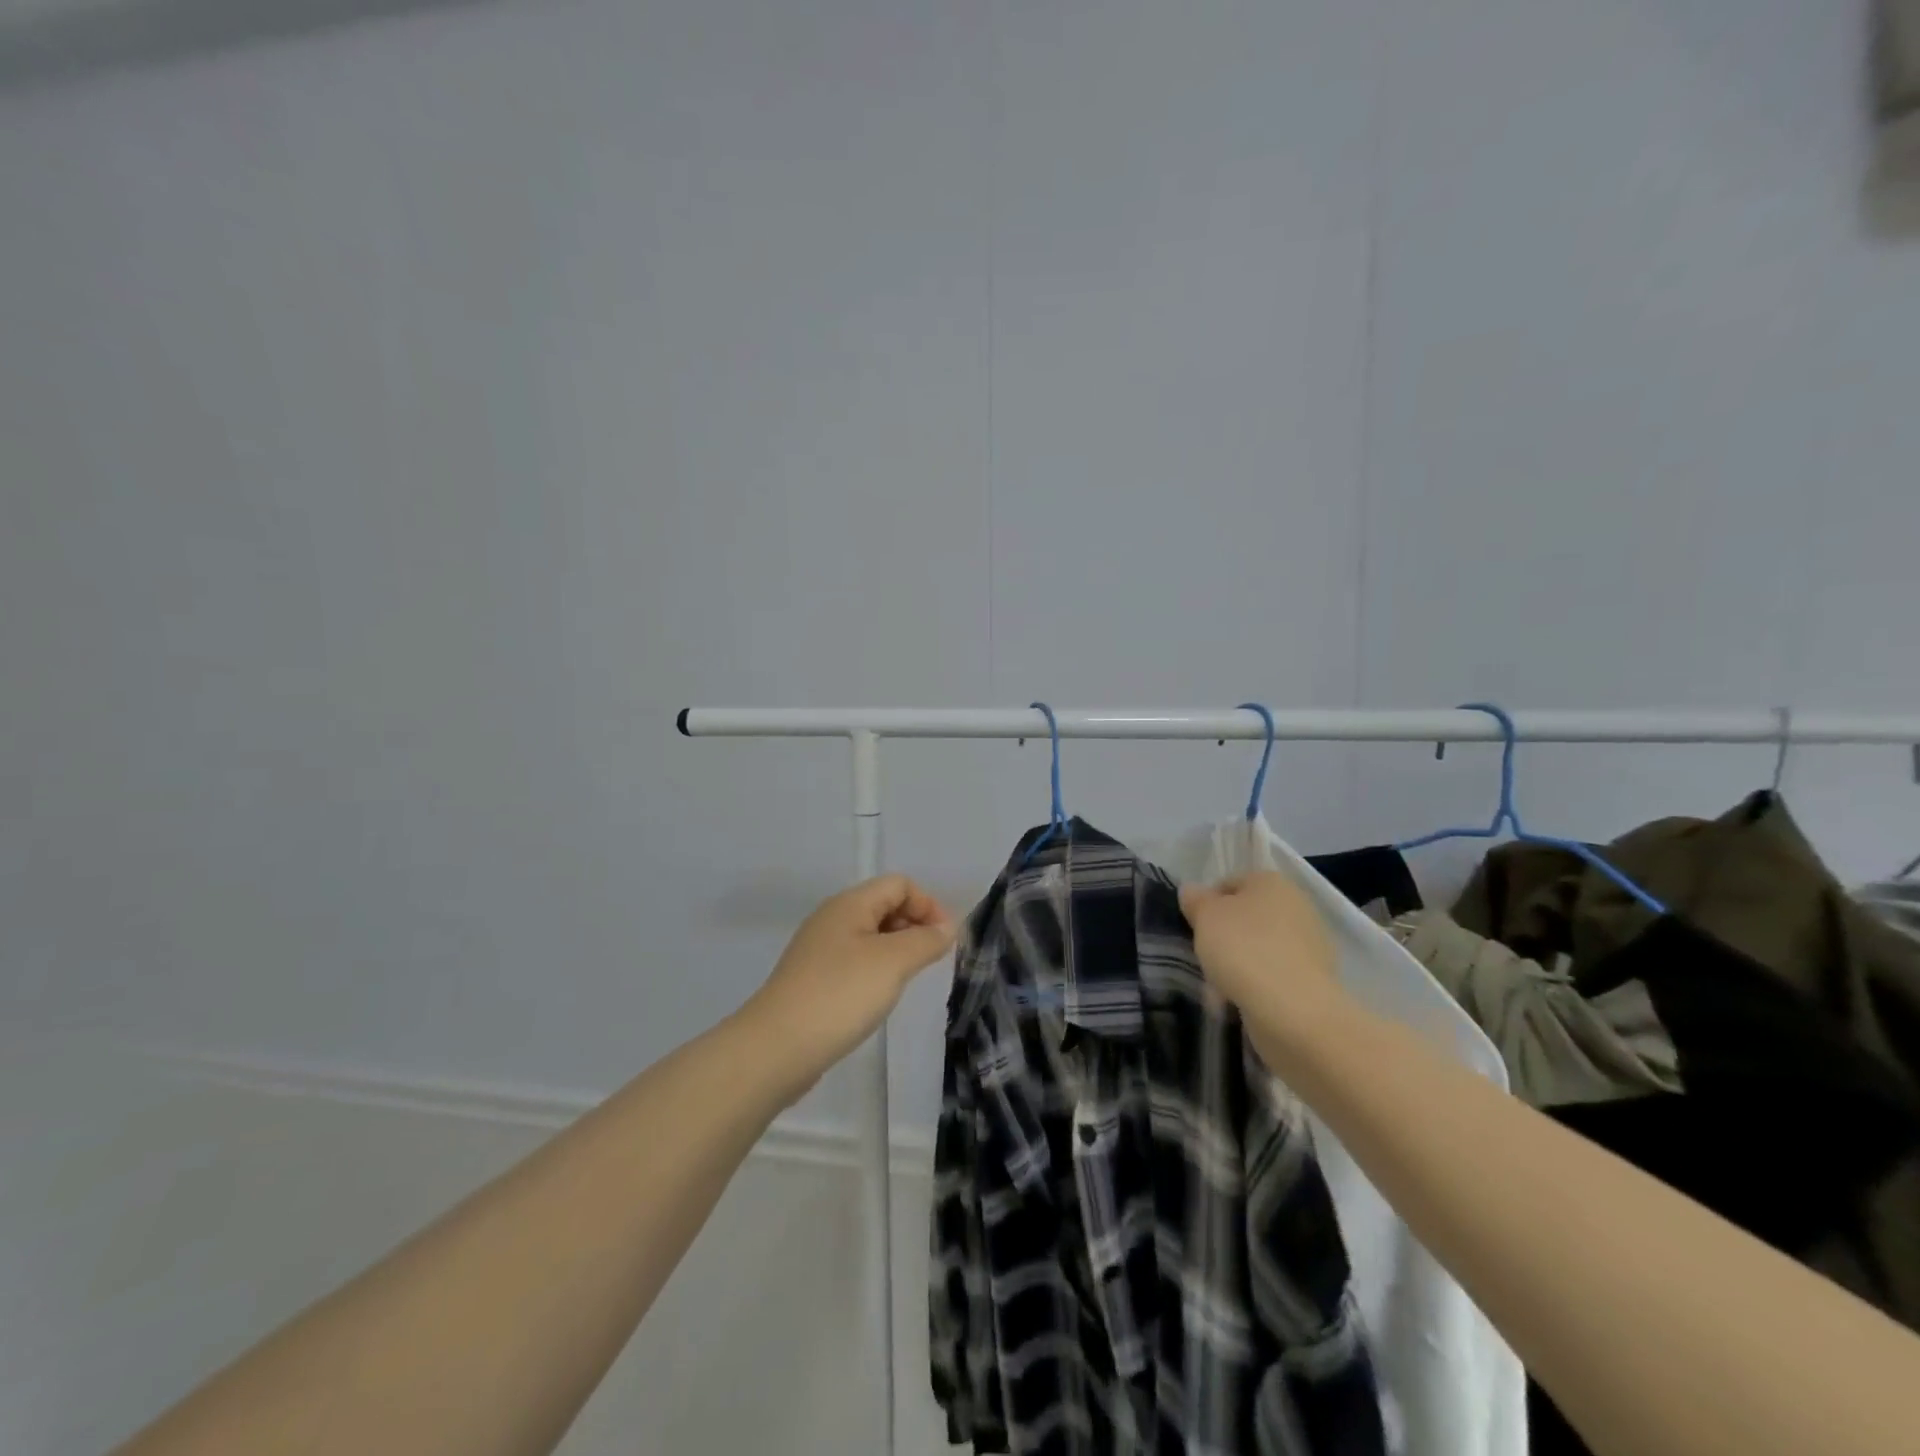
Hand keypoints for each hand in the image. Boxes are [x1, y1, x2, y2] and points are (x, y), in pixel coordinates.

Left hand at [740, 875, 957, 1102]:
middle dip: (914, 925)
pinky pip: (855, 961)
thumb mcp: (893, 962)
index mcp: (849, 904)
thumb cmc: (840, 994)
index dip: (928, 905)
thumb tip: (947, 928)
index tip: (946, 941)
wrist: (776, 1047)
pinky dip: (876, 970)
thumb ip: (925, 940)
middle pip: (884, 905)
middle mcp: (832, 918)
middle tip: (931, 961)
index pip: (899, 884)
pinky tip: (879, 996)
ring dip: (897, 949)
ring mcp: (819, 949)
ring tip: (908, 980)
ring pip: (870, 935)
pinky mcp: (813, 979)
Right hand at [1178, 872, 1349, 1053]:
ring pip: (1260, 948)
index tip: (1194, 928)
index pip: (1230, 883)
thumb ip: (1195, 899)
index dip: (1206, 904)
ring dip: (1239, 963)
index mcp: (1273, 882)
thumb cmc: (1244, 949)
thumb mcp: (1205, 916)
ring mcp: (1311, 946)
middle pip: (1247, 917)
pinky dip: (1257, 985)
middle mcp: (1298, 907)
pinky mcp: (1315, 981)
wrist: (1294, 1011)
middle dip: (1224, 936)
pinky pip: (1274, 976)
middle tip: (1204, 956)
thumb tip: (1191, 890)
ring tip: (1219, 986)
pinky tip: (1240, 1001)